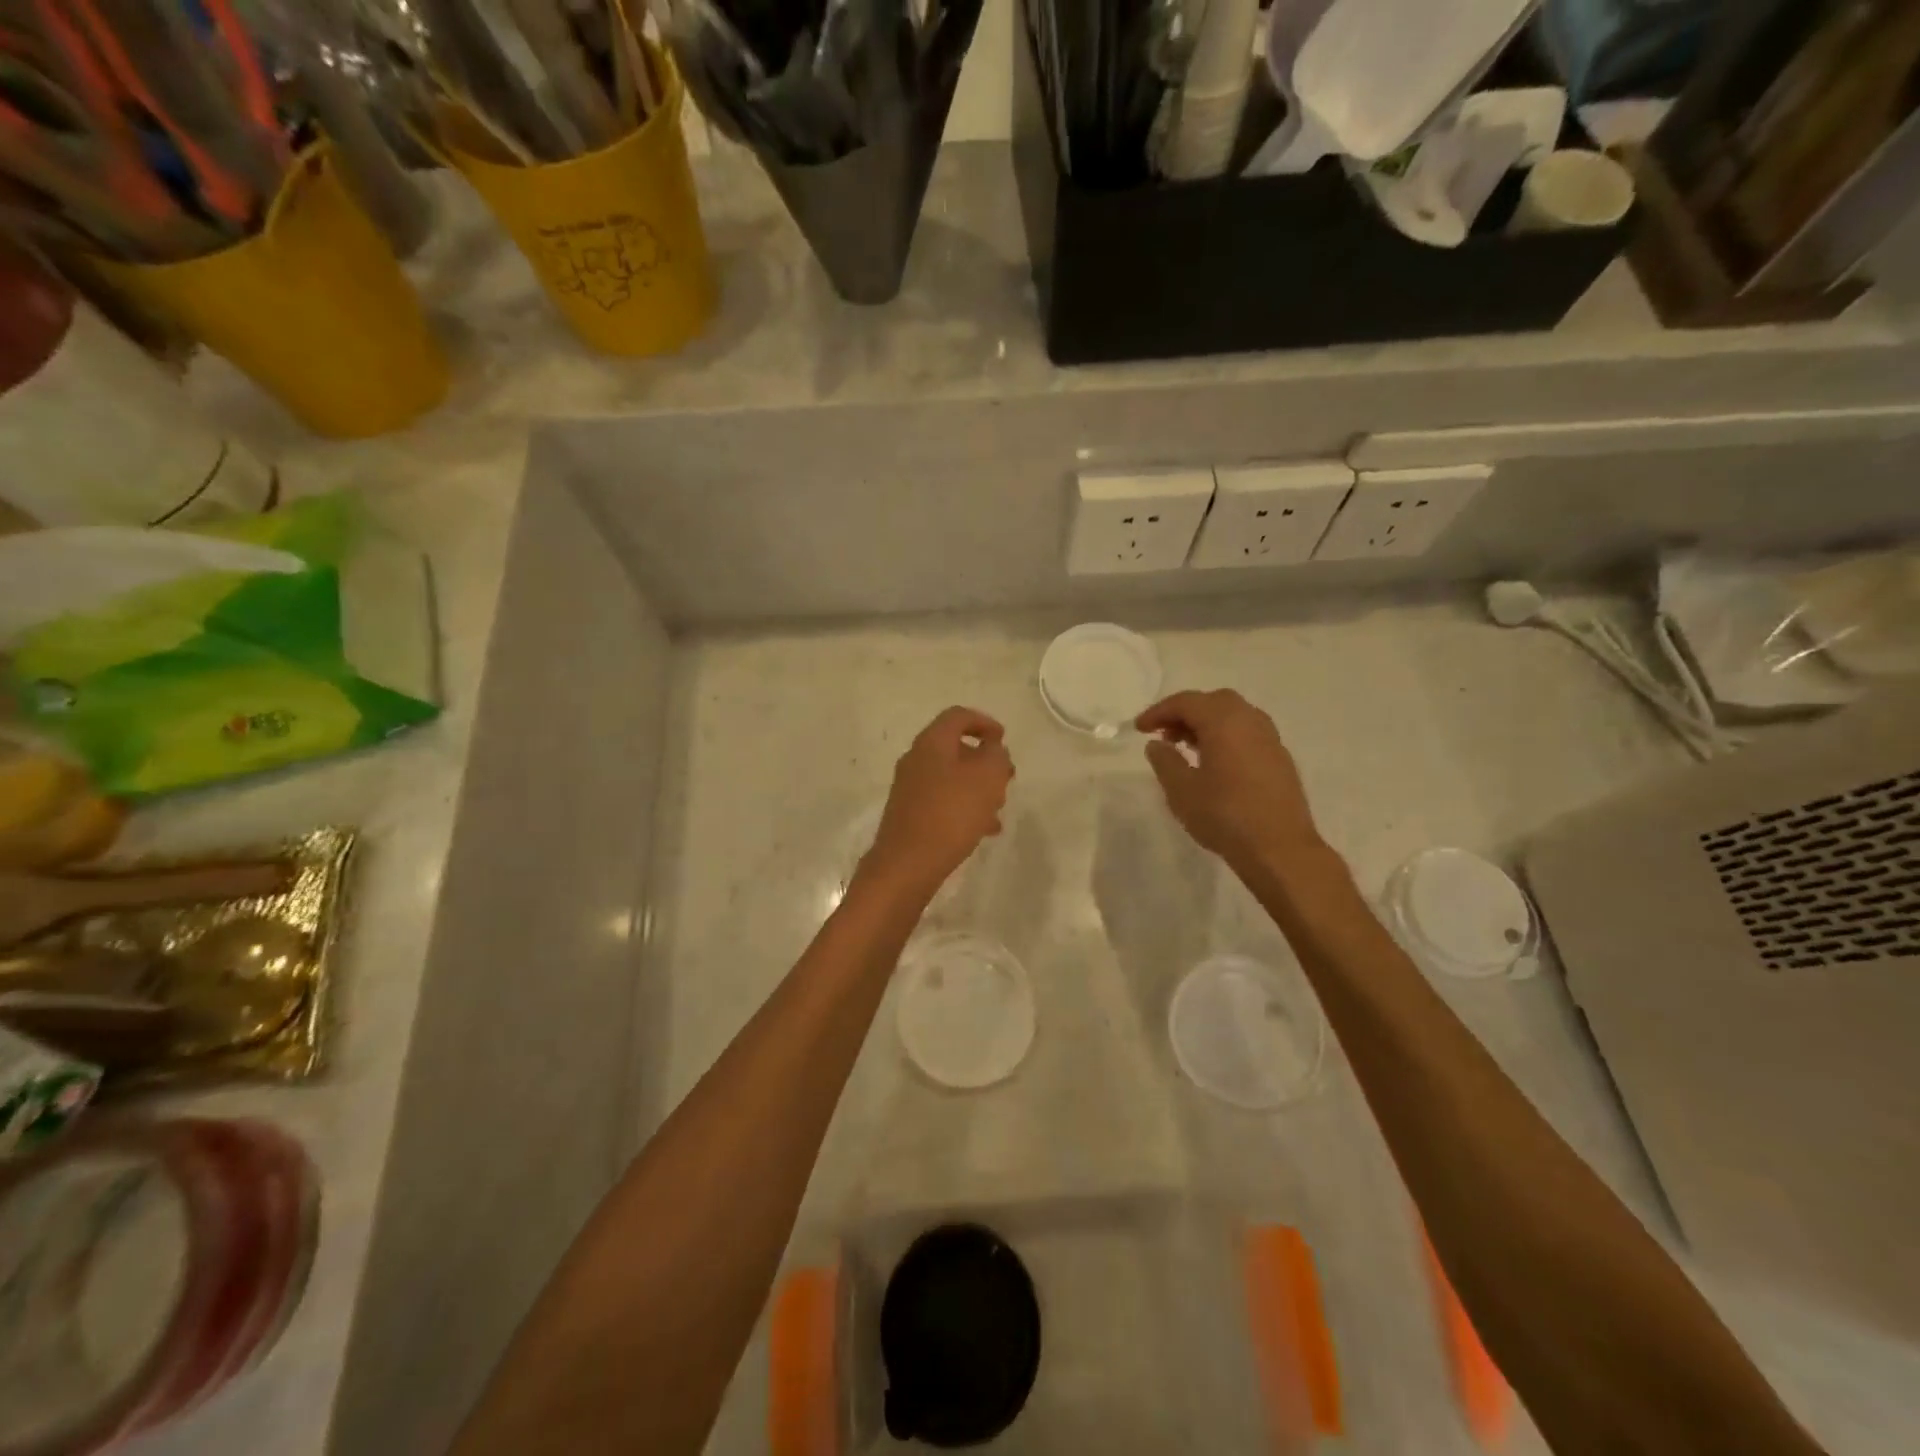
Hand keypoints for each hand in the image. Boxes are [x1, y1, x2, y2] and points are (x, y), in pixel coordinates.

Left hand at [861, 707, 1013, 900]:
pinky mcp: (909, 814)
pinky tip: (983, 830)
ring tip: (998, 808)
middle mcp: (916, 759)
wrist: (907, 864)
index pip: (958, 716)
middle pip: (955, 748)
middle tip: (1006, 777)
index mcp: (931, 743)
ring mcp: (909, 788)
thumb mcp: (987, 778)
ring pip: (951, 777)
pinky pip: (943, 801)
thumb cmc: (951, 814)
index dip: (984, 722)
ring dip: (977, 787)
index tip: (1004, 739)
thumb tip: (992, 749)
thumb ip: (996, 756)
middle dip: (984, 760)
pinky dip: (964, 807)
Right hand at [1136, 690, 1322, 871]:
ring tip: (1187, 749)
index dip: (1159, 712)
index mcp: (1224, 722)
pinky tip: (1214, 763)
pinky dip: (1226, 737)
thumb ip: (1165, 761)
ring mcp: (1270, 739)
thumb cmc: (1224, 816)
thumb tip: (1157, 744)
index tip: (1139, 729)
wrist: (1279, 849)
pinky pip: (1247, 733)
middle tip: (1165, 735)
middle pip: (1213, 702)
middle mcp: (1250, 721)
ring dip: (1207, 724)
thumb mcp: (1181, 790)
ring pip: (1234, 716)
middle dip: (1185, 713)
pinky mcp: (1280, 759)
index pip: (1186, 702)